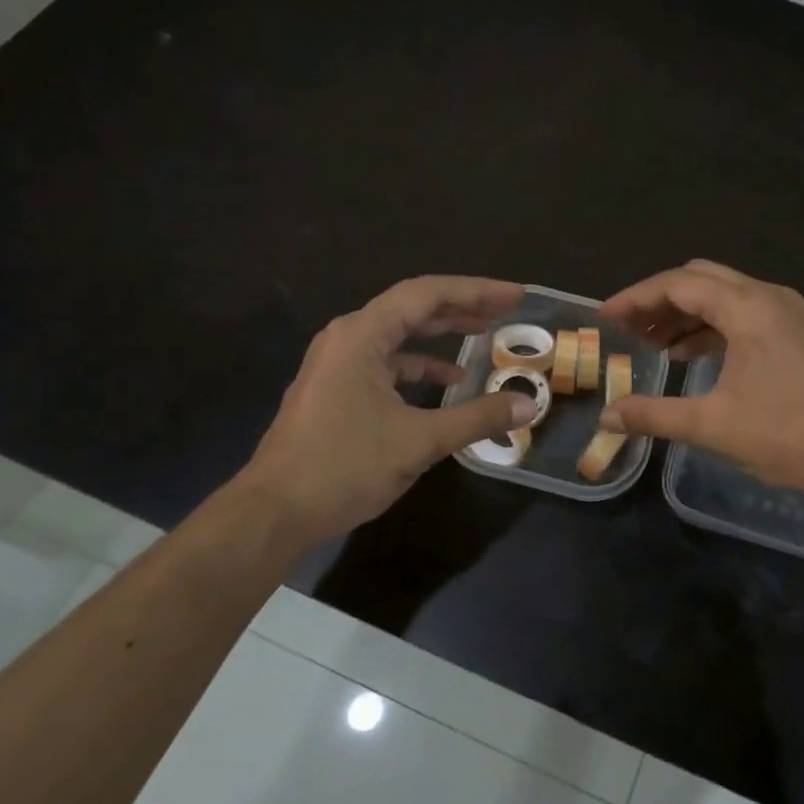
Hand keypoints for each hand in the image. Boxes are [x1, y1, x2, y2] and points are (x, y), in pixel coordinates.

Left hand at [243, 276, 533, 543]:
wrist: (273, 512)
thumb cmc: (343, 467)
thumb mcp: (419, 442)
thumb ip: (477, 418)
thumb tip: (529, 406)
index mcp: (362, 335)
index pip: (427, 294)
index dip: (476, 290)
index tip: (515, 296)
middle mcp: (348, 337)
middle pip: (413, 307)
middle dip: (462, 306)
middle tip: (506, 310)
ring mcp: (337, 363)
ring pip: (399, 335)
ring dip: (441, 334)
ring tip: (483, 334)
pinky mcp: (335, 388)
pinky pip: (386, 362)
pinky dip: (419, 366)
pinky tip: (447, 384)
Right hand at [597, 260, 803, 502]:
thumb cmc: (789, 436)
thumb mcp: (712, 426)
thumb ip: (653, 415)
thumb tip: (607, 417)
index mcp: (748, 307)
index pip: (679, 283)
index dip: (636, 298)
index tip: (605, 318)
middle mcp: (769, 297)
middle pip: (700, 280)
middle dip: (659, 301)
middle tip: (627, 330)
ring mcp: (788, 313)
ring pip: (723, 296)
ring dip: (685, 314)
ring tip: (652, 345)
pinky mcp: (798, 333)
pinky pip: (744, 315)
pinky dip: (712, 328)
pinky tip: (692, 356)